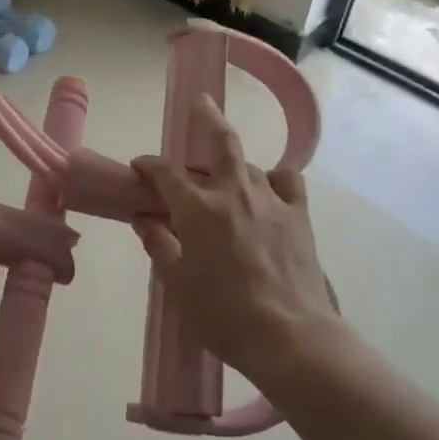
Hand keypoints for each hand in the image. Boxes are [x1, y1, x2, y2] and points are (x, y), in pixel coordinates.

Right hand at [131, 96, 338, 388]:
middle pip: (221, 141)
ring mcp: (271, 201)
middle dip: (206, 117)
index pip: (166, 173)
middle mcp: (234, 193)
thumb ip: (159, 246)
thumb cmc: (225, 316)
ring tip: (224, 172)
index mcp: (198, 210)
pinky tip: (268, 189)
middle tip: (200, 102)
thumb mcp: (178, 285)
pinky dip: (275, 178)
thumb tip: (144, 220)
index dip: (149, 165)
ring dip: (232, 163)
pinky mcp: (299, 216)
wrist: (291, 338)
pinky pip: (288, 182)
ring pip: (249, 164)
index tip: (139, 167)